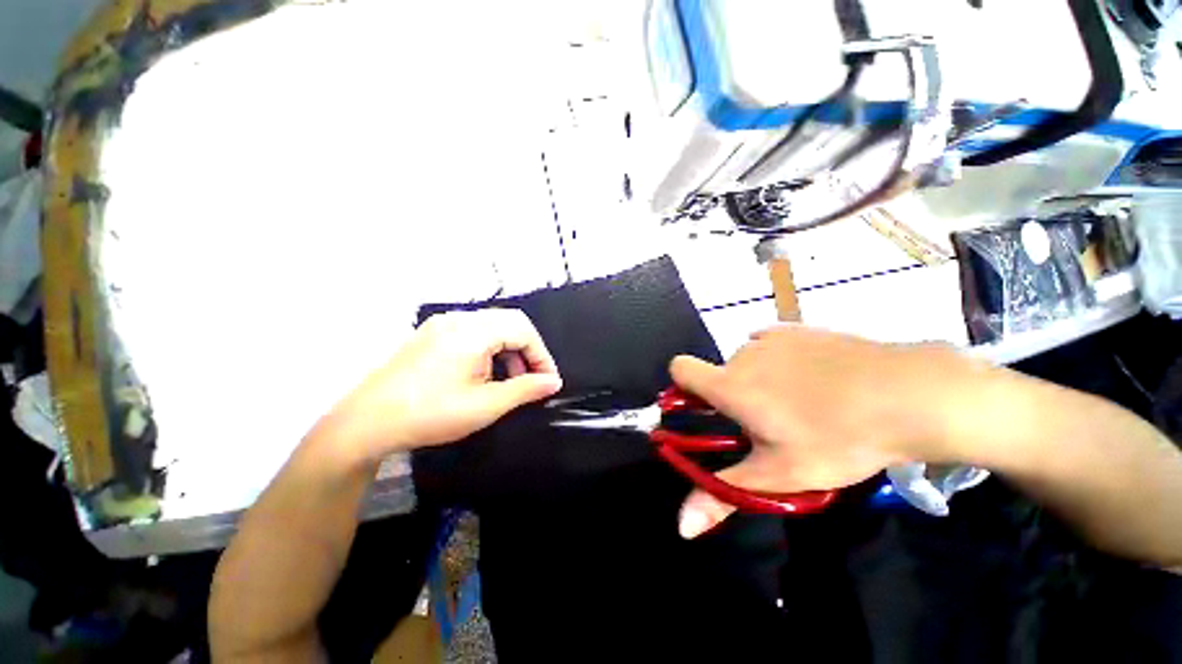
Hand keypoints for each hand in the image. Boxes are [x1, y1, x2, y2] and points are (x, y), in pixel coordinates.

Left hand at [316, 309, 562, 464]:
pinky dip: (490, 349)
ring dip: (509, 349)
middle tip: (531, 379)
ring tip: (509, 380)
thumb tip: (553, 382)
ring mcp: (442, 324)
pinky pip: (473, 333)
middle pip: (509, 322)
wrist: (366, 424)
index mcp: (473, 331)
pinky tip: (485, 373)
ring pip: (492, 327)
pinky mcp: (431, 334)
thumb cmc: (430, 414)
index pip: (523, 329)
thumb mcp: (485, 406)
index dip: (541, 355)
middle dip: (527, 350)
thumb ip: (525, 389)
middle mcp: (458, 319)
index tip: (548, 381)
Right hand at [669, 324, 982, 537]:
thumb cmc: (837, 439)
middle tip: (771, 422)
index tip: (705, 407)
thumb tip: (682, 526)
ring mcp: (771, 337)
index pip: (680, 368)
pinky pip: (771, 344)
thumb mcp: (778, 475)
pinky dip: (778, 359)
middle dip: (733, 394)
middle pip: (720, 372)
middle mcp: (742, 354)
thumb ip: (723, 494)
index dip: (683, 386)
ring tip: (800, 400)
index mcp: (729, 385)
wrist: (906, 393)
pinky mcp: (798, 327)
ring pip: (747, 359)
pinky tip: (812, 376)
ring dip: (758, 377)